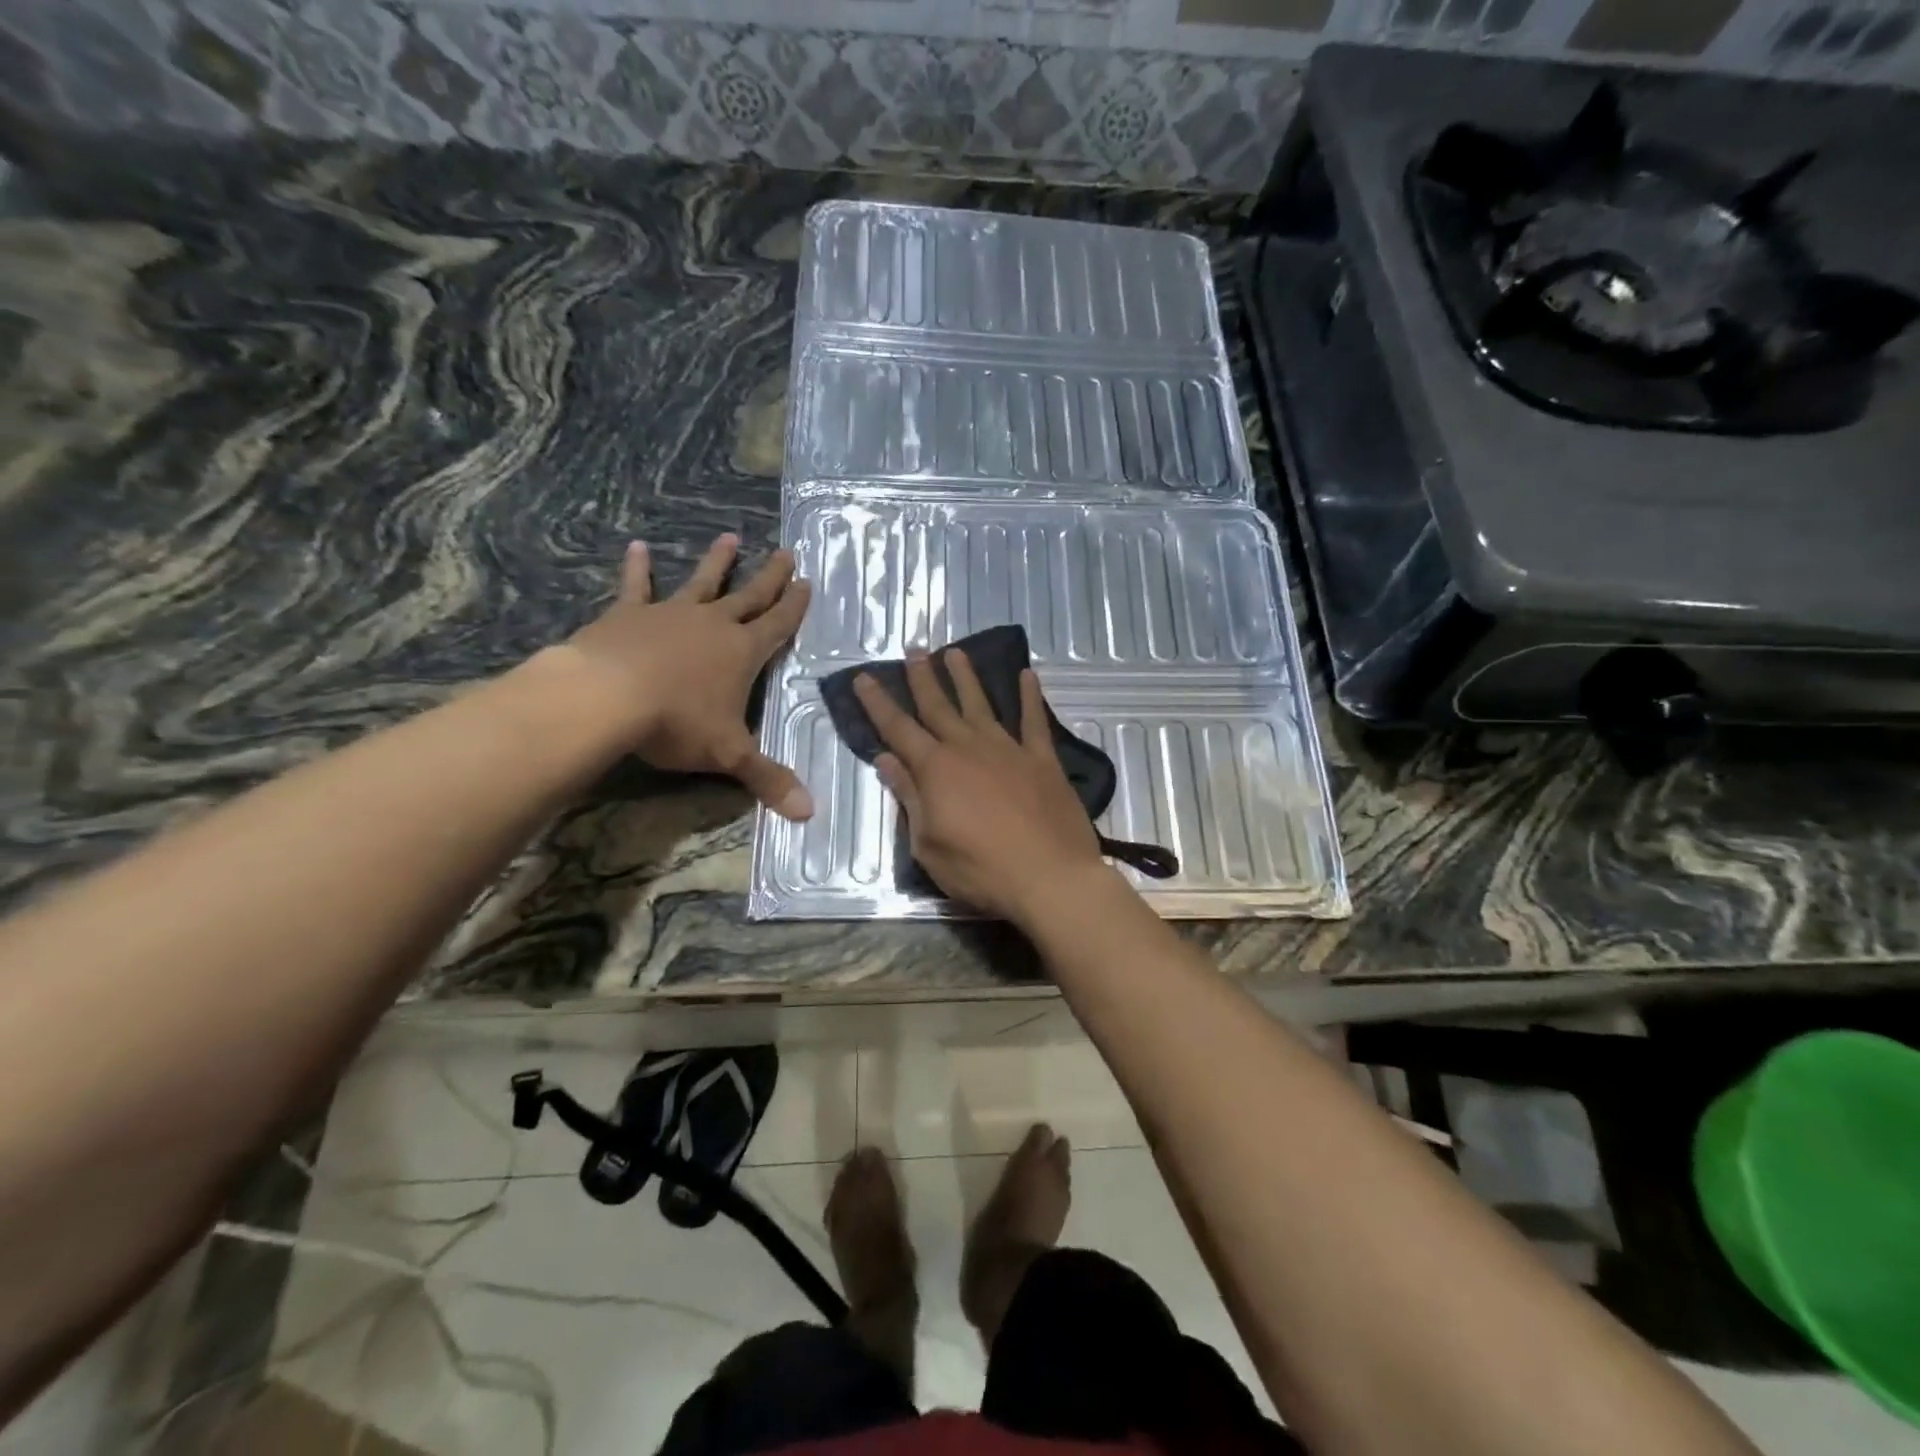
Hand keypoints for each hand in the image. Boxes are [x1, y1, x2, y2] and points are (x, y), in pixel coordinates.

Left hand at [565, 533, 813, 819]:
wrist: (609, 697)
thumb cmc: (678, 723)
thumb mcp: (729, 755)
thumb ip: (768, 779)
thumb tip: (810, 813)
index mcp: (743, 653)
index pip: (778, 625)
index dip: (795, 606)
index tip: (807, 582)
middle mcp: (714, 625)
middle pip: (749, 596)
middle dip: (770, 576)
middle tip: (786, 552)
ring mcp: (671, 614)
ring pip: (702, 582)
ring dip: (718, 562)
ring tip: (730, 537)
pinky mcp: (629, 614)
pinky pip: (637, 586)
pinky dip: (638, 567)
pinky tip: (637, 546)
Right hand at [854, 647, 1107, 921]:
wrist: (1049, 876)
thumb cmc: (980, 869)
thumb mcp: (928, 844)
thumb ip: (909, 797)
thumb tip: (887, 759)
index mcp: (935, 769)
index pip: (898, 728)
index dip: (878, 703)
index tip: (864, 677)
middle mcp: (968, 747)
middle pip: (939, 706)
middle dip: (922, 678)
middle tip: (914, 650)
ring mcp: (1008, 749)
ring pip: (981, 704)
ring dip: (966, 677)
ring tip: (954, 653)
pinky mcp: (1042, 759)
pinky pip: (1034, 720)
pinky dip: (1030, 697)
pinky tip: (1027, 675)